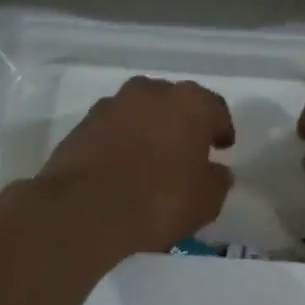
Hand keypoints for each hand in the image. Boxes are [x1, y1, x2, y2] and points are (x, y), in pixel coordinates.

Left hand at [34, 77, 234, 256]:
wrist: (86, 211)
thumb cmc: (161, 201)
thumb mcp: (206, 201)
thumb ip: (217, 180)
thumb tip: (216, 171)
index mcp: (191, 103)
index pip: (215, 109)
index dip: (220, 129)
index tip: (221, 147)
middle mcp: (152, 93)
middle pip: (175, 103)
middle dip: (182, 123)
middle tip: (186, 150)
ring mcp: (113, 105)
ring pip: (140, 112)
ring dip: (148, 128)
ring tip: (150, 159)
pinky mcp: (83, 124)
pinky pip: (113, 128)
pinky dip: (121, 141)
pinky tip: (122, 166)